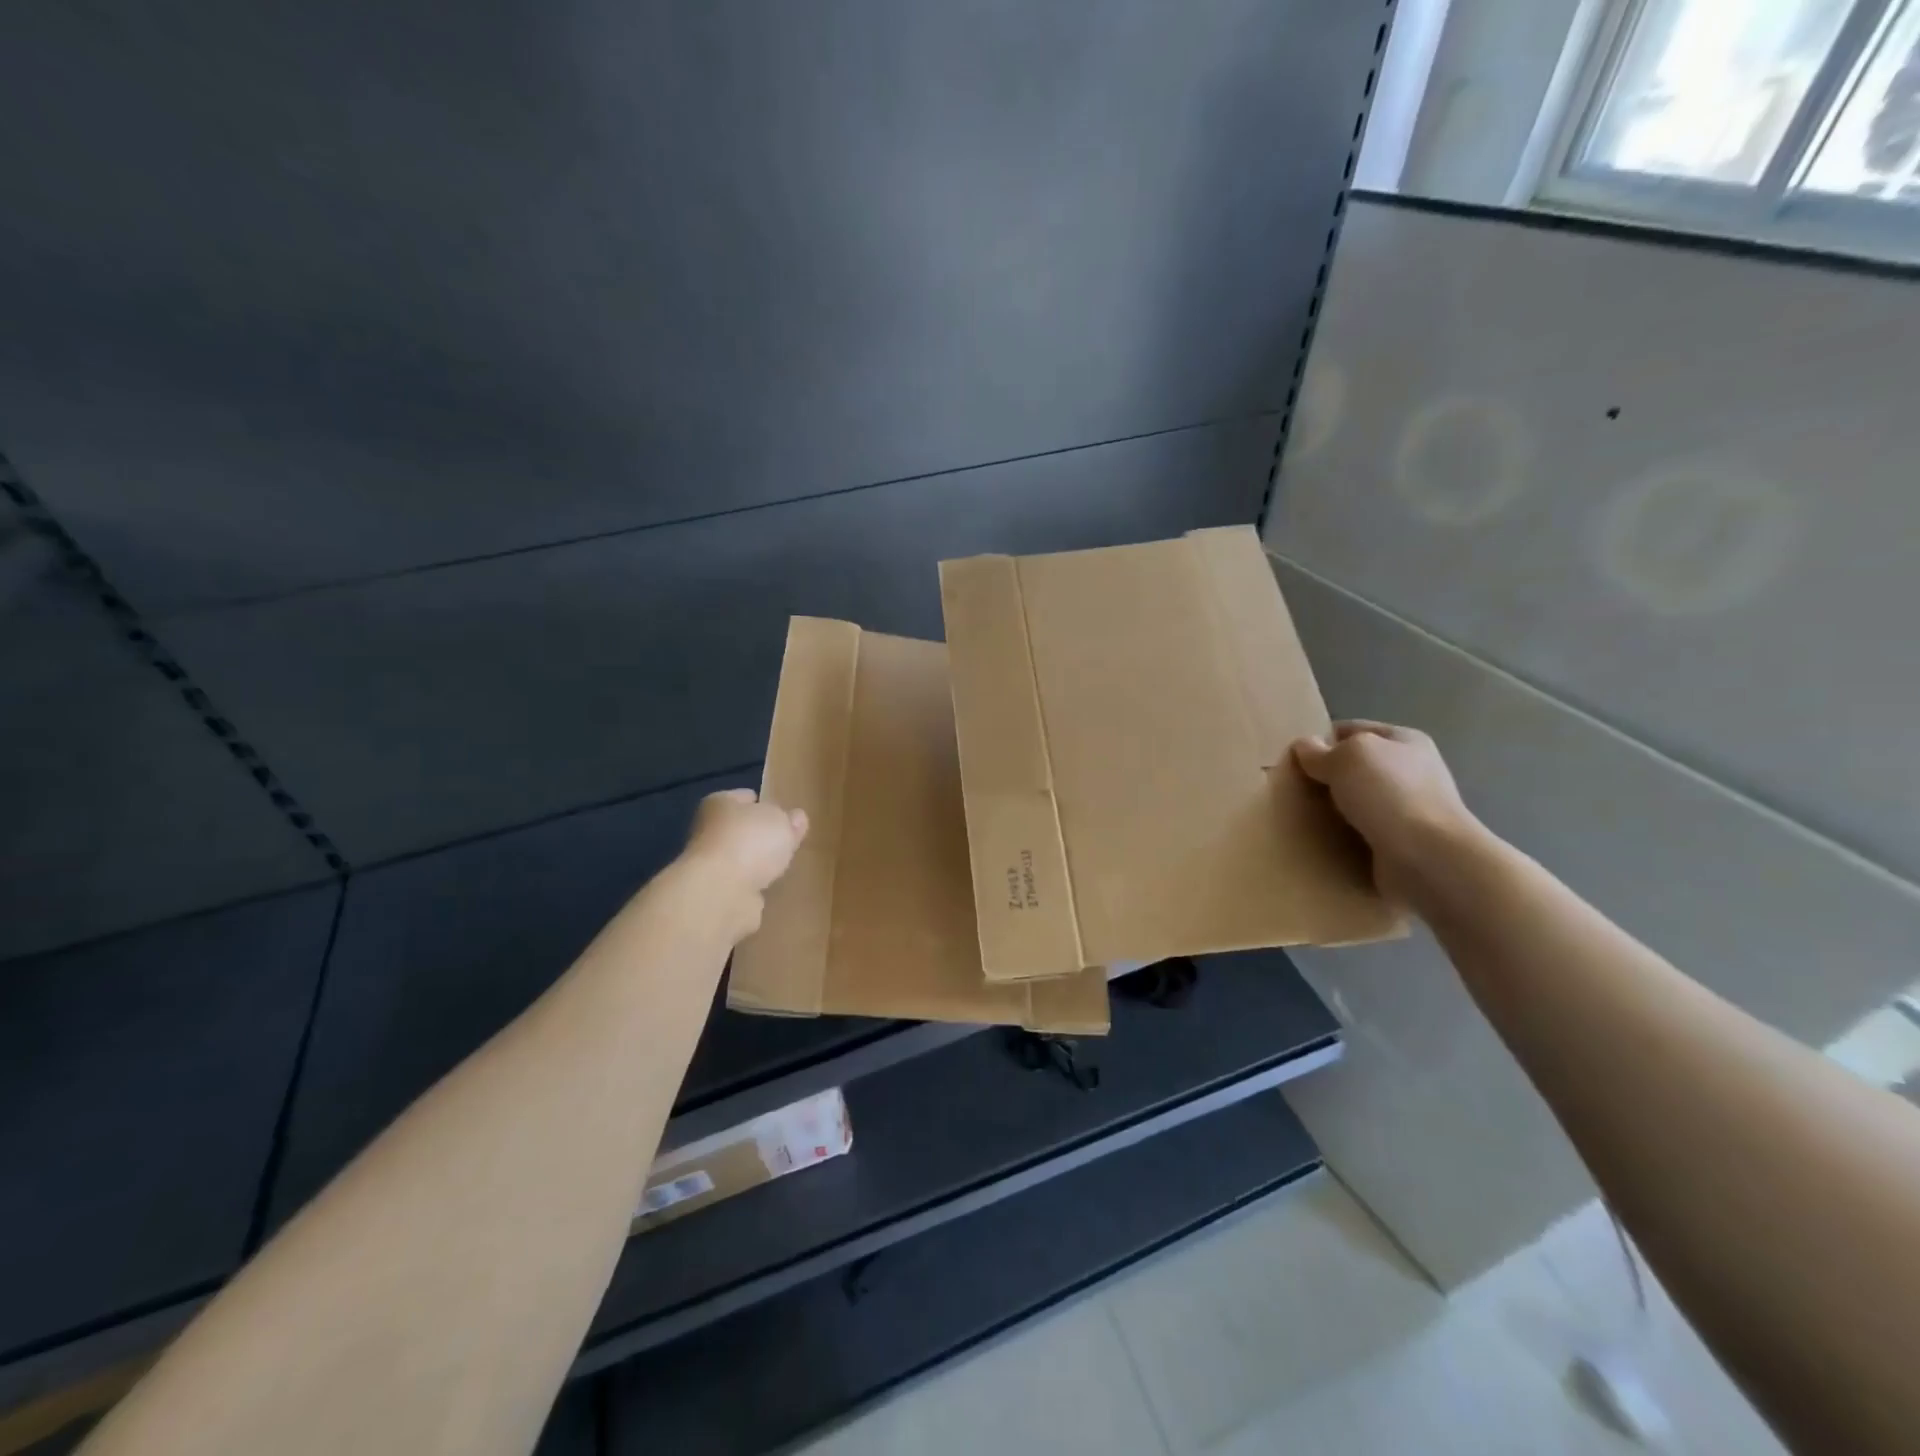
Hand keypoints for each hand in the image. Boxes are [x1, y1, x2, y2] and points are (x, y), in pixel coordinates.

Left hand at [680, 789, 808, 924]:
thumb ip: (789, 819)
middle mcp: (708, 831)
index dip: (764, 803)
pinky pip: (740, 885)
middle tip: (787, 842)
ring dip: (755, 863)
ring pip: (740, 859)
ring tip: (782, 867)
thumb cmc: (749, 842)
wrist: (720, 893)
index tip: (783, 813)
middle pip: (741, 829)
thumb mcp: (781, 821)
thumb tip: (795, 818)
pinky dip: (752, 887)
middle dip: (761, 836)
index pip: (745, 797)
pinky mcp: (715, 895)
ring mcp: (710, 866)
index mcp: (719, 804)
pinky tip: (770, 889)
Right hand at [1293, 721, 1483, 902]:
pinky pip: (1361, 833)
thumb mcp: (1346, 757)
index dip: (1321, 740)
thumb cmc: (1389, 793)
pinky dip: (1343, 836)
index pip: (1352, 730)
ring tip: (1300, 816)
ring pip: (1356, 801)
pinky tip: (1322, 840)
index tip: (1293, 758)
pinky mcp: (1401, 842)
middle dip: (1325, 777)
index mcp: (1404, 740)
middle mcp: (1411, 771)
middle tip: (1293, 789)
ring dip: (1332, 809)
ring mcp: (1408, 809)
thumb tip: (1304, 746)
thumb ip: (1320, 751)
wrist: (1428, 856)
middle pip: (1354, 768)